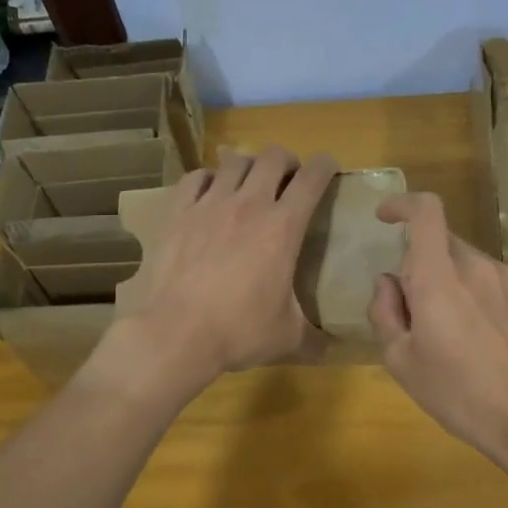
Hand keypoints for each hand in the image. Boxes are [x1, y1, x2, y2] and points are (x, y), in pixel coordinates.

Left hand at [102, 145, 338, 400]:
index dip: (325, 166)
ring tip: (249, 183)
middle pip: (273, 157)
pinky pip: (195, 178)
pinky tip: (209, 193)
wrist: (176, 333)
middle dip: (287, 162)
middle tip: (287, 181)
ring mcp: (209, 204)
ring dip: (248, 166)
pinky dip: (207, 179)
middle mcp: (249, 204)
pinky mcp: (178, 213)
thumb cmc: (239, 331)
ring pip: (234, 161)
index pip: (312, 178)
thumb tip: (330, 350)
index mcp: (283, 227)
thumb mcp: (286, 337)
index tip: (328, 169)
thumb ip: (313, 338)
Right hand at [368, 192, 507, 466]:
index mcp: (438, 278)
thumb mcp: (401, 361)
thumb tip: (388, 283)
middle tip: (412, 309)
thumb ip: (384, 312)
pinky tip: (478, 335)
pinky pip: (488, 278)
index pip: (425, 211)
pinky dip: (473, 292)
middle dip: (419, 263)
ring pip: (464, 261)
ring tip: (448, 330)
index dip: (402, 204)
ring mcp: (506, 277)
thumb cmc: (456, 392)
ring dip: (447, 279)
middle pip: (440, 240)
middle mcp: (475, 265)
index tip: (385, 218)